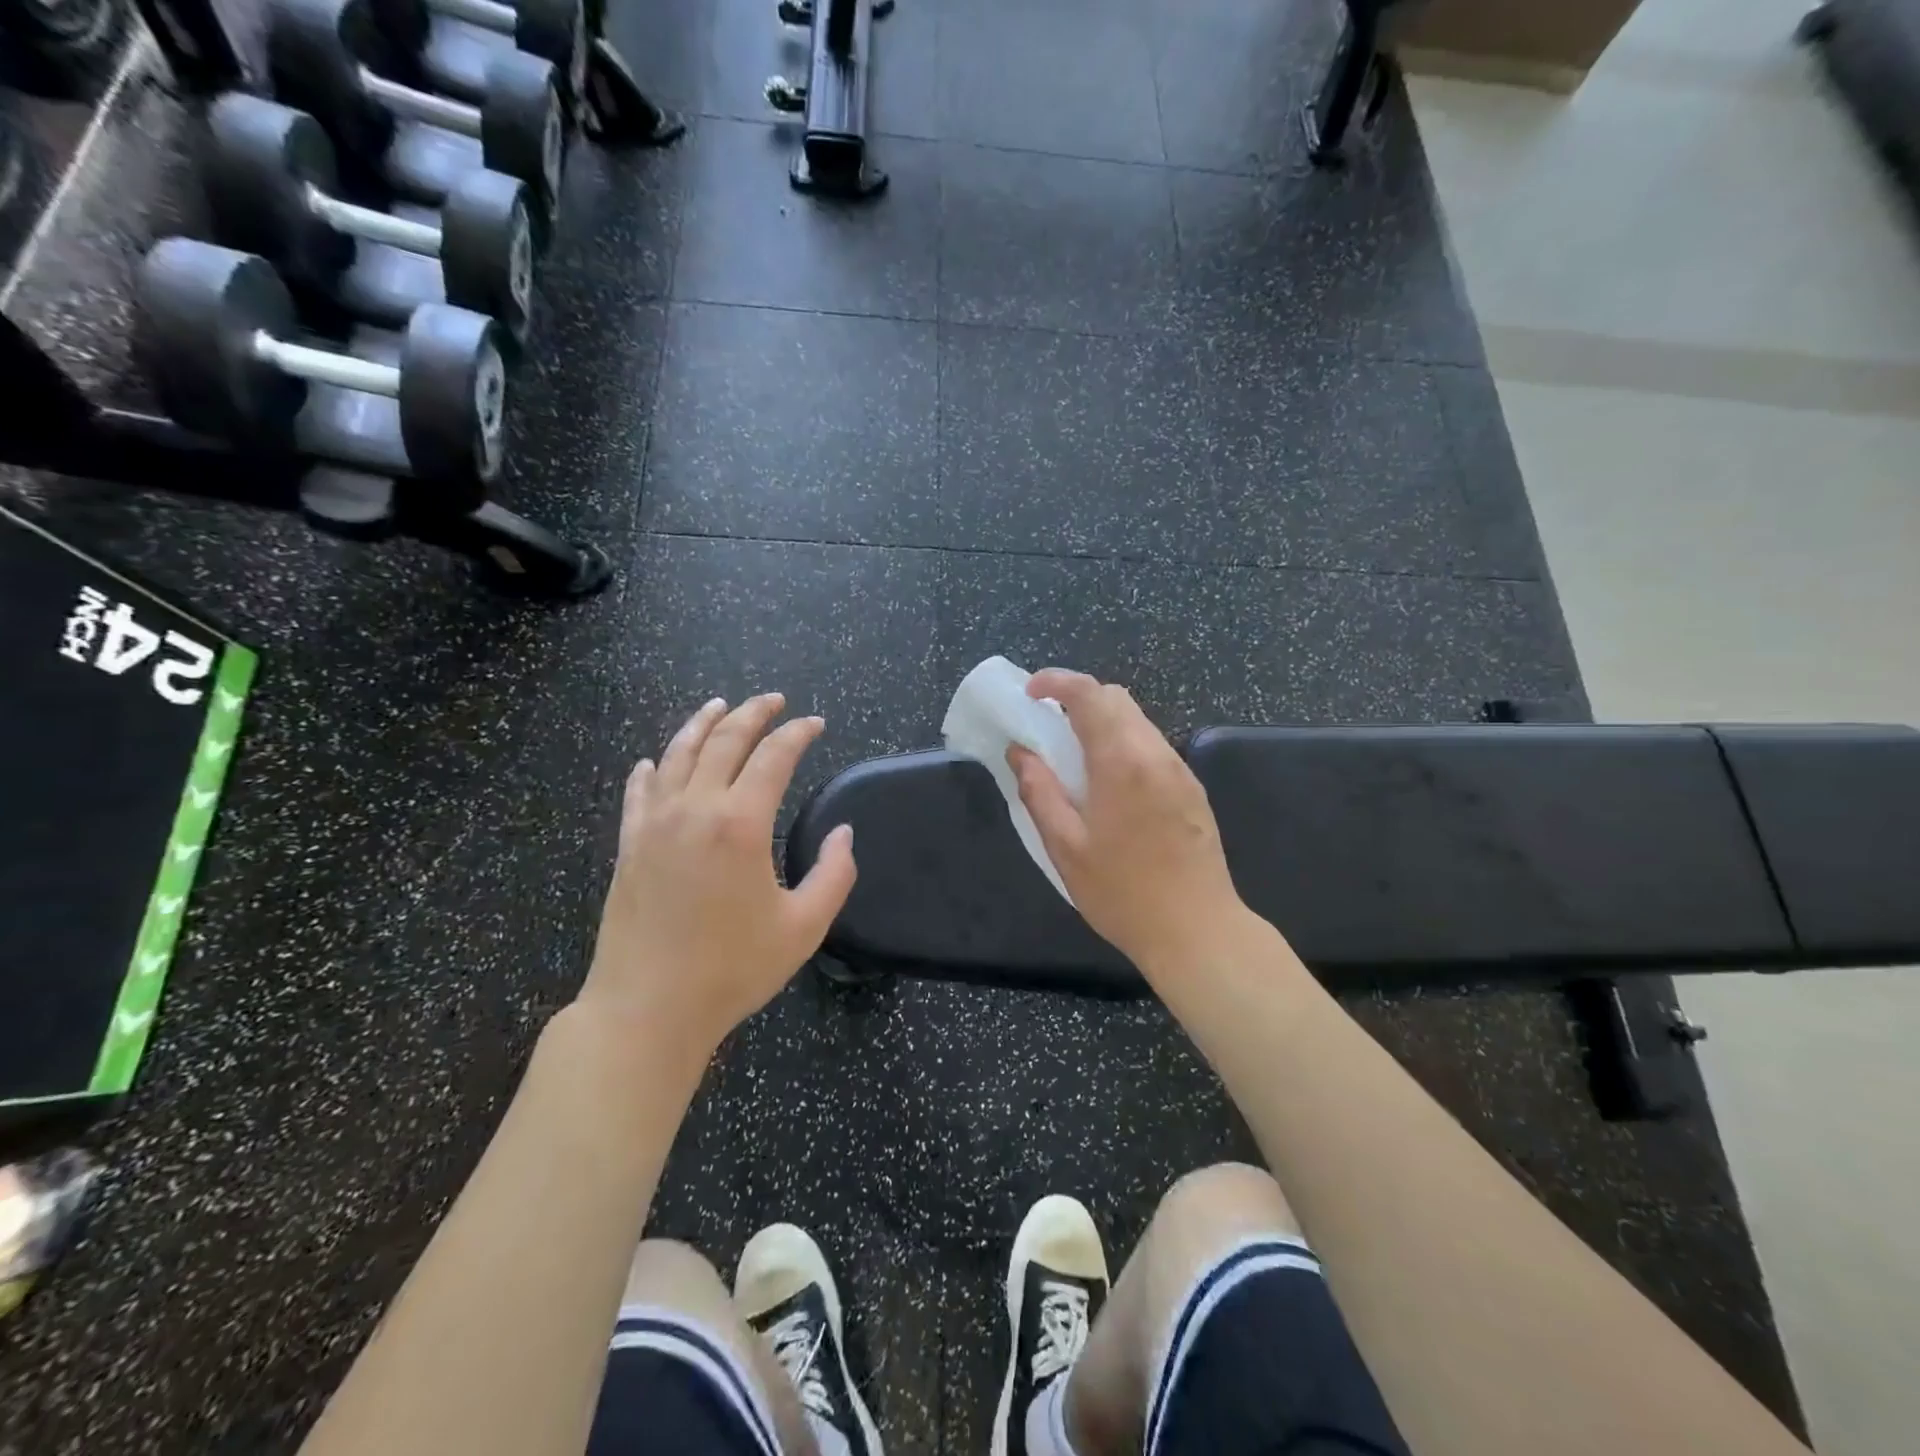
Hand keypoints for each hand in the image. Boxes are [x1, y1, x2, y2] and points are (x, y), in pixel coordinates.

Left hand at [581, 693, 855, 1054]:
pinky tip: (654, 760)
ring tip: (719, 705)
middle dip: (753, 713)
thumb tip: (844, 833)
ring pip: (677, 754)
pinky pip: (639, 791)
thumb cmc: (732, 969)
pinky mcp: (629, 845)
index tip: (815, 723)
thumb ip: (834, 874)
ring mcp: (655, 824)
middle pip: (725, 741)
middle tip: (774, 700)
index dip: (797, 733)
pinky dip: (652, 768)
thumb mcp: (804, 927)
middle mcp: (695, 809)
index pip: (774, 756)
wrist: (647, 1009)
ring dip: (702, 724)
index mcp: (741, 824)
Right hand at [1008, 670, 1243, 978]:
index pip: (1090, 694)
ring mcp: (1180, 771)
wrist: (1198, 931)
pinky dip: (1123, 745)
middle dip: (1078, 698)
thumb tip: (1020, 752)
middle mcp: (1156, 754)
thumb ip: (1039, 792)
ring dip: (1102, 723)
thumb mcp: (1065, 847)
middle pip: (1117, 699)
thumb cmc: (1122, 893)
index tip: (1030, 693)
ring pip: (1137, 721)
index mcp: (1122, 761)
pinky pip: (1152, 747)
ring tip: (1074, 758)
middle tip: (1047, 726)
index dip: (1057, 682)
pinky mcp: (1192, 790)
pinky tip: (1109, 784)